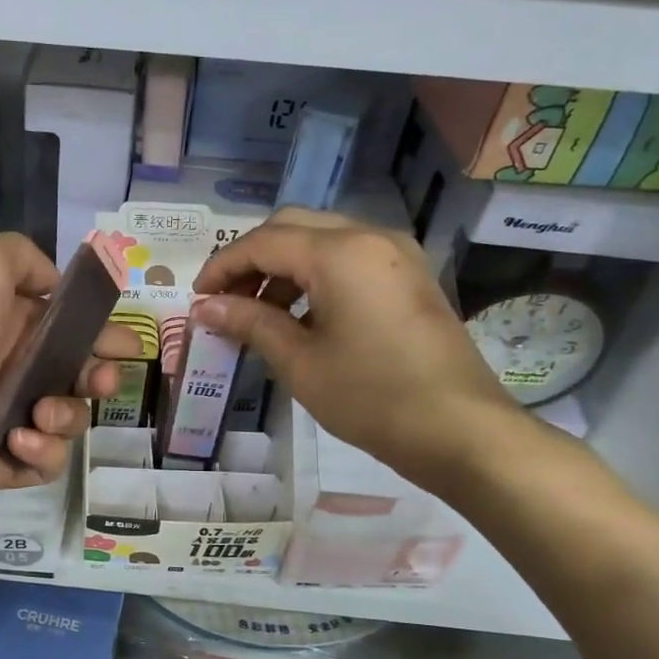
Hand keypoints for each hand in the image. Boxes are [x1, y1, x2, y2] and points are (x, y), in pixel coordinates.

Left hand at [0, 234, 139, 522]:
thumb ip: (22, 256)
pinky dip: (42, 449)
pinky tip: (17, 440)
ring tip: (44, 410)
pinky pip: (49, 459)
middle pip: (75, 372)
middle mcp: (6, 369)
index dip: (96, 329)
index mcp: (2, 322)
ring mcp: (6, 419)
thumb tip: (51, 283)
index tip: (119, 338)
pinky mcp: (6, 463)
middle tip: (101, 377)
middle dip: (100, 373)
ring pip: (69, 415)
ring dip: (69, 411)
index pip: (63, 325)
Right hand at [191, 209, 532, 494]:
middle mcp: (370, 237)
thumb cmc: (372, 398)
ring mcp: (396, 255)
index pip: (263, 242)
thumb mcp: (300, 363)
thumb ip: (250, 323)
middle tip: (225, 300)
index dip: (222, 267)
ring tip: (258, 314)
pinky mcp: (409, 277)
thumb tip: (205, 308)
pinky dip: (315, 277)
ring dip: (283, 268)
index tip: (197, 299)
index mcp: (340, 253)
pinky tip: (301, 318)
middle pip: (292, 227)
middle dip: (251, 260)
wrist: (461, 430)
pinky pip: (350, 259)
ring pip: (322, 240)